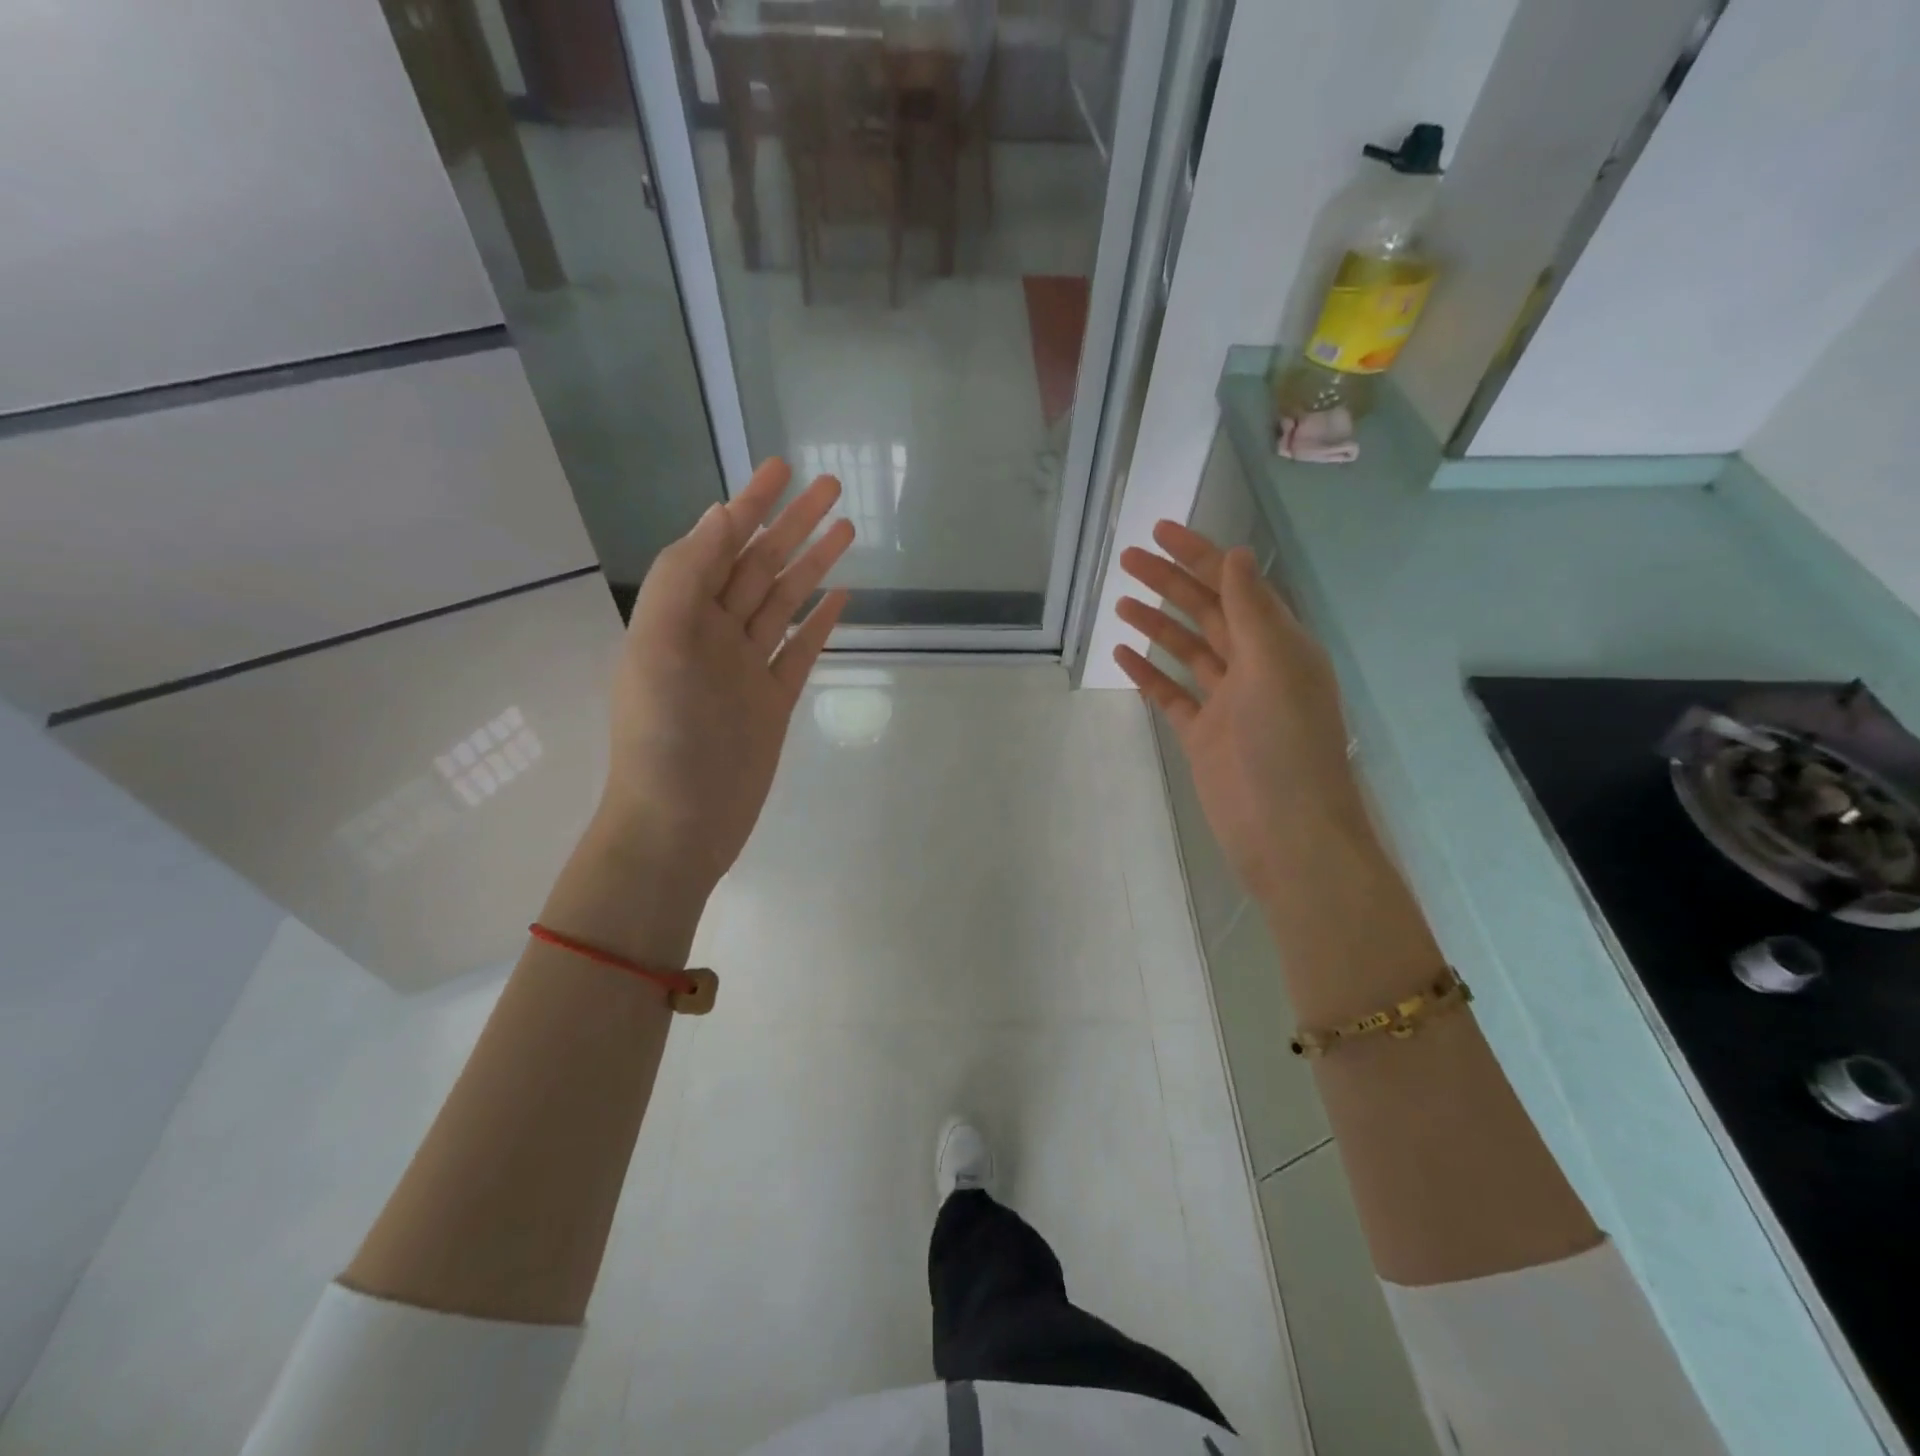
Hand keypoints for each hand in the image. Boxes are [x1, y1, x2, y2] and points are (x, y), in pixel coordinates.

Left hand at [598, 458, 854, 899]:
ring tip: (848, 529)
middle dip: (793, 524)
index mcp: (680, 616)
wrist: (679, 826)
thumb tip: (719, 517)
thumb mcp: (660, 647)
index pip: (718, 544)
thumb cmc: (663, 739)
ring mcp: (746, 669)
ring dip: (813, 564)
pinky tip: (840, 597)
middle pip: (760, 566)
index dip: (749, 503)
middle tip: (833, 485)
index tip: (780, 467)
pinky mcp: (772, 702)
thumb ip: (684, 578)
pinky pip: (800, 651)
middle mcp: (713, 635)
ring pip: (784, 602)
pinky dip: (819, 622)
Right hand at [1114, 521, 1368, 904]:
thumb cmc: (1286, 746)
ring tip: (1120, 600)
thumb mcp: (1274, 667)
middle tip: (1127, 559)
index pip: (1235, 586)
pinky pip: (1171, 695)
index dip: (1200, 555)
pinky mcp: (1203, 735)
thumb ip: (1252, 610)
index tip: (1161, 531)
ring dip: (1156, 623)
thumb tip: (1235, 554)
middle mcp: (1254, 667)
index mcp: (1279, 645)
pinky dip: (1148, 674)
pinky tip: (1123, 654)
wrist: (1285, 833)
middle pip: (1206, 612)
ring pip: (1187, 650)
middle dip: (1170, 582)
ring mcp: (1227, 702)